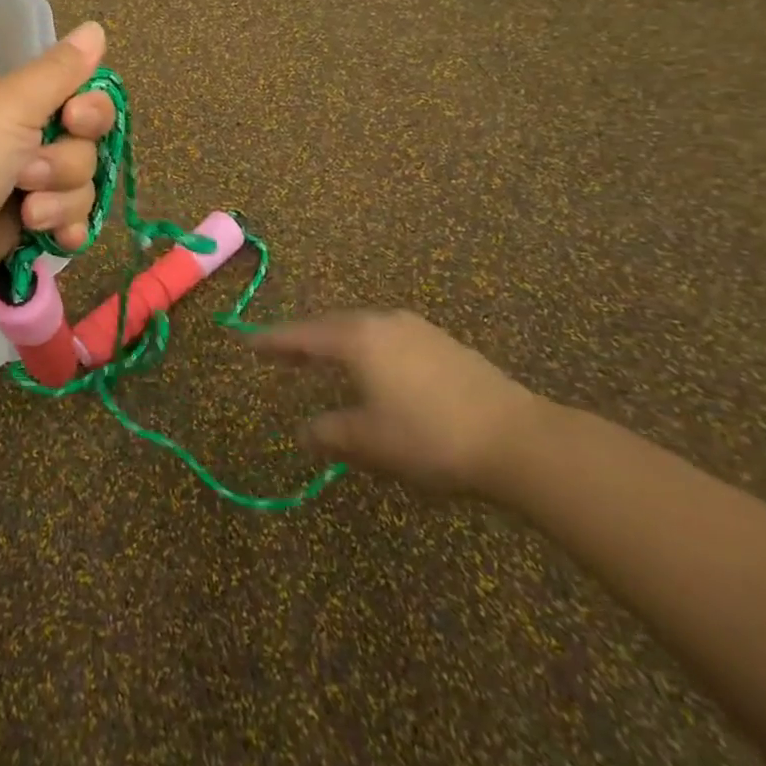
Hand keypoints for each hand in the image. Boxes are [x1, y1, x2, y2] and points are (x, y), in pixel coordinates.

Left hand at [0, 22, 115, 308]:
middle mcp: (23, 140)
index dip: (90, 111)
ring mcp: (26, 186)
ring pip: (81, 187)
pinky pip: (71, 222)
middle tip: (27, 173)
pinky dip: (66, 229)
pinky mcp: (26, 228)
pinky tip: (56, 238)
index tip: (75, 119)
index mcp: (15, 103)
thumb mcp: (10, 103)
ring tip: (27, 213)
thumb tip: (96, 27)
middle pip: (86, 146)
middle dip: (65, 164)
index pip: (81, 97)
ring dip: (60, 201)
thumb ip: (59, 69)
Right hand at [253, 311, 547, 496]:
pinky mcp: (442, 343)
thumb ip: (330, 434)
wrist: (518, 438)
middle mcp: (382, 323)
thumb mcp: (371, 442)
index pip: (304, 336)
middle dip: (304, 340)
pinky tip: (373, 369)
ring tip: (322, 360)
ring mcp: (416, 329)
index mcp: (358, 339)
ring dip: (337, 343)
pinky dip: (366, 349)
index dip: (274, 341)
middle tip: (280, 352)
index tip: (248, 342)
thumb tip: (304, 431)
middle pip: (331, 326)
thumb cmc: (430, 438)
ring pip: (362, 330)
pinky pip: (387, 338)